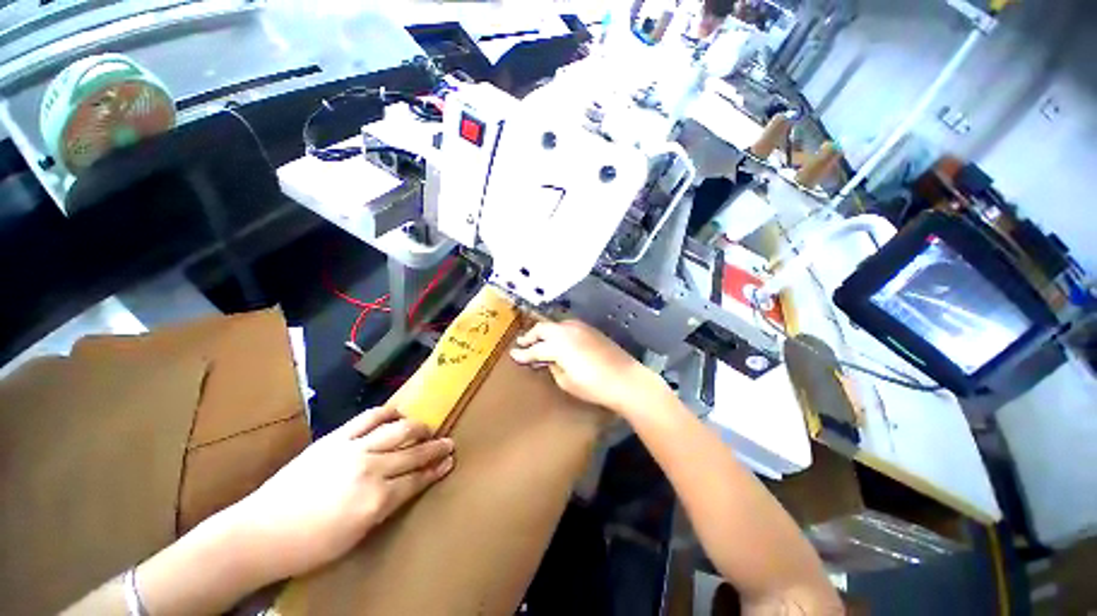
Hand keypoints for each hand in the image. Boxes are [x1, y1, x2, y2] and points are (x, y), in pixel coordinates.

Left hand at [223, 407, 453, 582]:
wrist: (259, 532)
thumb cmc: (309, 546)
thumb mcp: (355, 536)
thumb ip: (385, 507)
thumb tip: (405, 487)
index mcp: (376, 499)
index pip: (417, 479)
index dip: (436, 470)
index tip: (450, 462)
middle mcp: (371, 468)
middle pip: (413, 452)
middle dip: (435, 447)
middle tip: (449, 442)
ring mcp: (353, 448)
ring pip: (397, 430)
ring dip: (417, 427)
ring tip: (427, 427)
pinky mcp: (335, 438)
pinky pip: (368, 418)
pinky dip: (387, 413)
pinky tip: (397, 412)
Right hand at [509, 320, 668, 415]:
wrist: (625, 379)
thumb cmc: (594, 386)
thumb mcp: (566, 381)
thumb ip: (553, 367)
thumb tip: (549, 360)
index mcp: (558, 344)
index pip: (535, 349)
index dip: (523, 353)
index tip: (513, 354)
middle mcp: (567, 330)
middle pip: (543, 328)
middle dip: (531, 336)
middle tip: (522, 343)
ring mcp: (580, 327)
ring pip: (555, 324)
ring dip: (545, 331)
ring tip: (539, 340)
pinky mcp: (591, 329)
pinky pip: (568, 326)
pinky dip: (558, 331)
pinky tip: (559, 339)